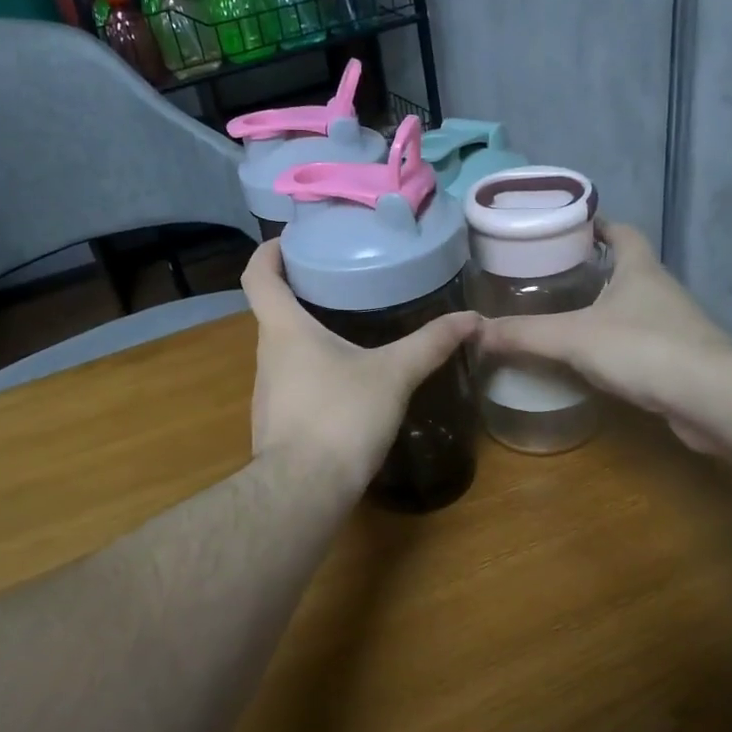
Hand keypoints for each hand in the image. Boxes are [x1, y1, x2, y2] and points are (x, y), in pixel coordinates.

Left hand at [240, 241, 478, 493]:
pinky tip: (343, 383)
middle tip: (339, 281)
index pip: (258, 276)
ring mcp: (266, 393)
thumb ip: (431, 344)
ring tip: (346, 328)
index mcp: (284, 330)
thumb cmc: (341, 416)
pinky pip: (291, 383)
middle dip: (300, 294)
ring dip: (307, 336)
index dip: (269, 252)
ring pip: (283, 351)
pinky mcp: (275, 423)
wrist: (304, 490)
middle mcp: (266, 356)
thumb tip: (473, 318)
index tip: (292, 241)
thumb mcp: (394, 375)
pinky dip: (312, 372)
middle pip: (272, 312)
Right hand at [474, 222, 731, 454]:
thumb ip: (524, 334)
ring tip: (563, 315)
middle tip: (550, 275)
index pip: (620, 231)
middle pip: (625, 267)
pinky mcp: (678, 359)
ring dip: (604, 307)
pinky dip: (615, 343)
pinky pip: (639, 341)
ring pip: (632, 306)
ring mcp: (674, 325)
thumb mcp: (573, 337)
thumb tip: (474, 331)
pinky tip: (591, 359)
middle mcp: (660, 289)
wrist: (711, 398)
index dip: (596, 224)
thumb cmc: (643, 349)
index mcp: (639, 268)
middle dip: (592, 268)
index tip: (566, 227)